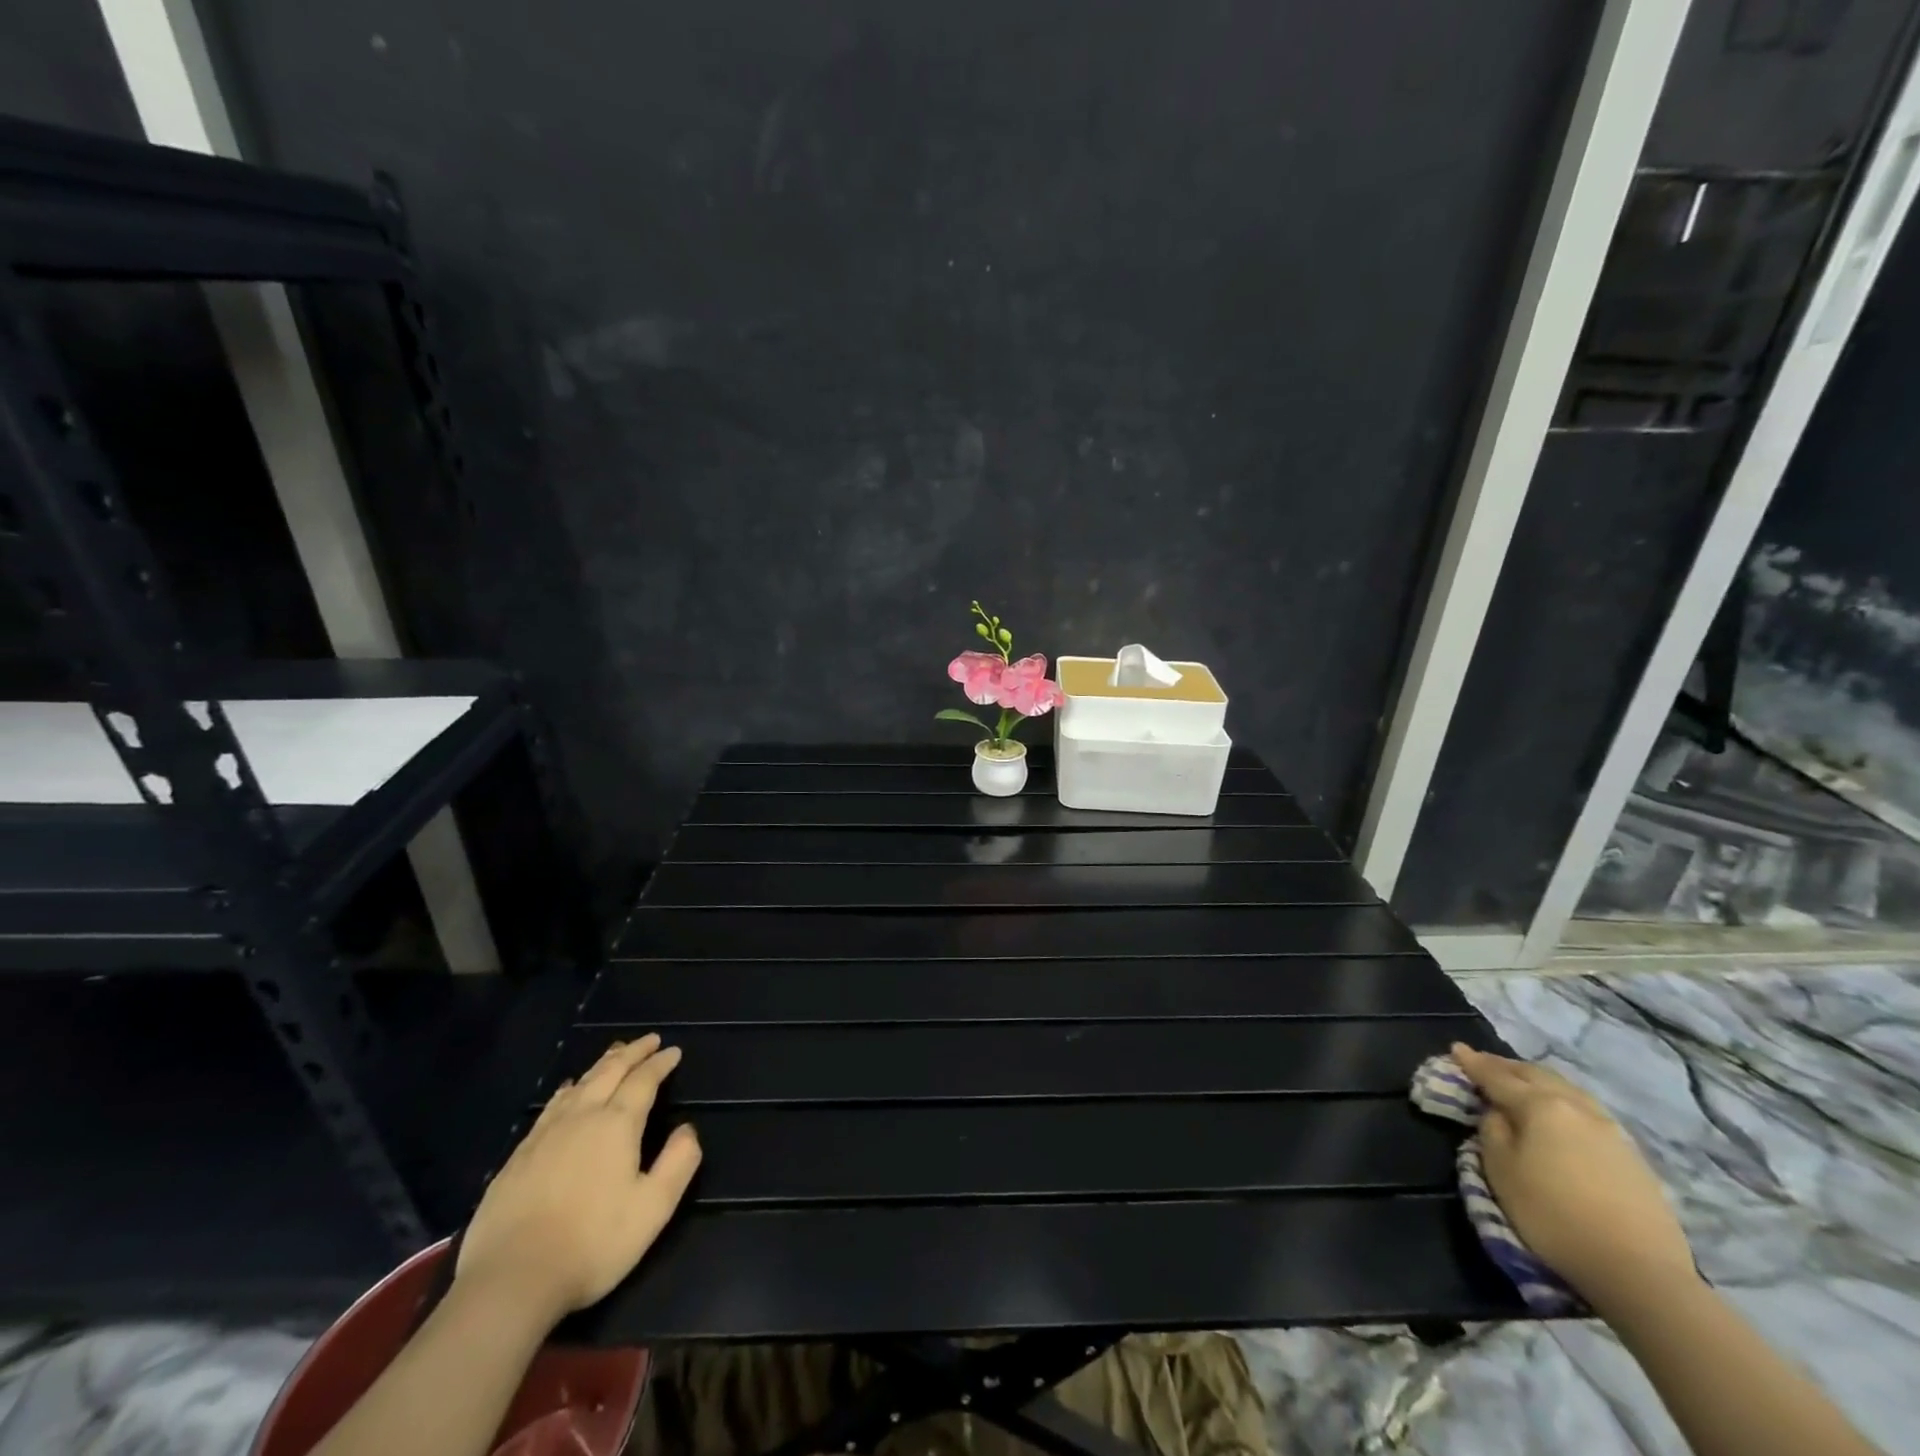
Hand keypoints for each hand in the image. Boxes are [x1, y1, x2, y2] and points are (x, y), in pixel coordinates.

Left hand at [456, 1035, 701, 1323]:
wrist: (510, 1281)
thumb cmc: (592, 1244)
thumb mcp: (653, 1208)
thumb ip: (678, 1163)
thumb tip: (688, 1129)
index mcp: (617, 1124)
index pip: (644, 1080)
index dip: (660, 1063)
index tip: (673, 1051)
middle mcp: (582, 1117)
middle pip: (610, 1071)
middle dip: (633, 1052)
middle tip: (649, 1040)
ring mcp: (545, 1134)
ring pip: (580, 1084)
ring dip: (602, 1065)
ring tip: (614, 1054)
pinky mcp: (518, 1156)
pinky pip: (551, 1106)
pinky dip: (568, 1089)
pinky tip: (567, 1091)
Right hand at [1451, 1043, 1694, 1305]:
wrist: (1640, 1271)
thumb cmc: (1553, 1216)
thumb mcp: (1501, 1171)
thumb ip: (1493, 1130)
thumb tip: (1499, 1113)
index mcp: (1540, 1105)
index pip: (1497, 1076)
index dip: (1473, 1063)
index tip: (1456, 1048)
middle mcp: (1576, 1107)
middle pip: (1536, 1075)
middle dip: (1506, 1066)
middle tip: (1484, 1062)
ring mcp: (1610, 1130)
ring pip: (1567, 1088)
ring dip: (1538, 1080)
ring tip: (1522, 1081)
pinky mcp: (1632, 1155)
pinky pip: (1588, 1110)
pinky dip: (1563, 1100)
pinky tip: (1562, 1111)